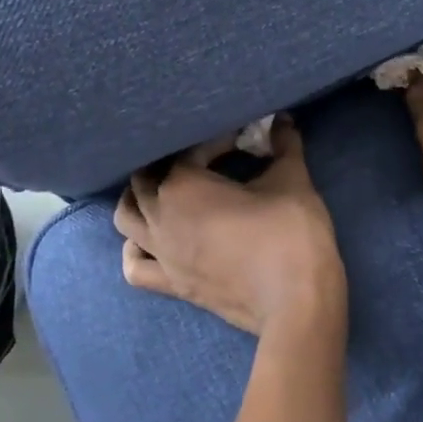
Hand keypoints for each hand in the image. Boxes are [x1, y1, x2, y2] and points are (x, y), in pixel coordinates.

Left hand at [114, 118, 344, 336]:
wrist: (295, 302)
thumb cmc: (289, 233)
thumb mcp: (292, 179)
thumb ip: (284, 144)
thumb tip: (284, 119)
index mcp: (183, 185)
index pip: (189, 151)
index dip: (216, 141)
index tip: (242, 140)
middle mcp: (161, 217)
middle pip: (145, 179)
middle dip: (171, 164)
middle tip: (204, 161)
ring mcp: (161, 254)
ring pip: (126, 219)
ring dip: (139, 200)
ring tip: (167, 191)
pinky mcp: (171, 285)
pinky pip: (135, 267)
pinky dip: (135, 250)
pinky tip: (151, 240)